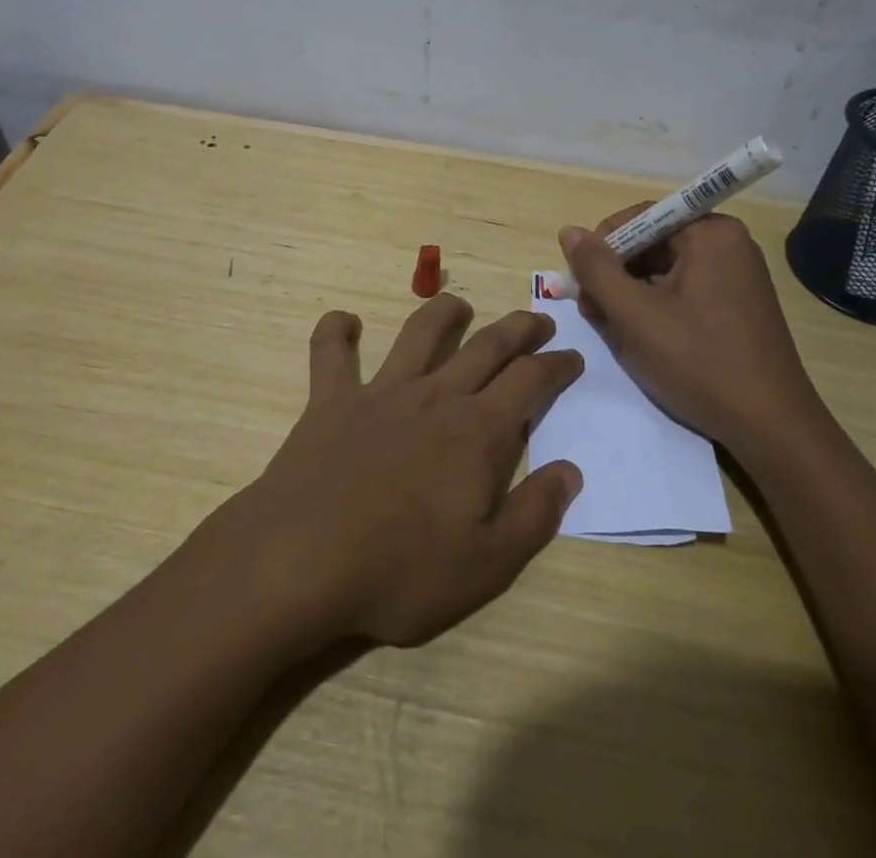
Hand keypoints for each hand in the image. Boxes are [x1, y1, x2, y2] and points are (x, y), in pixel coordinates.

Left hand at [231, 295, 584, 650]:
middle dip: (518, 329)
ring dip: (443, 312)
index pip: (530, 381)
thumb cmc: (400, 569)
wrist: (302, 560)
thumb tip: (570, 470)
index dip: (556, 365)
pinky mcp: (331, 399)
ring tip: (460, 306)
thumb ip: (535, 514)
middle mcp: (434, 396)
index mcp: (477, 432)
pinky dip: (336, 331)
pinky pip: (330, 353)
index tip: (572, 357)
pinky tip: (344, 322)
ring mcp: (380, 392)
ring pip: (419, 333)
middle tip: (538, 320)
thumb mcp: (487, 564)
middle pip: (486, 346)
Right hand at [558, 208, 818, 446]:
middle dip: (616, 274)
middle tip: (593, 312)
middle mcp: (728, 244)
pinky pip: (683, 290)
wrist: (771, 428)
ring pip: (664, 270)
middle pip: (652, 243)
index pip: (640, 217)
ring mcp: (735, 275)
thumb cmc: (699, 363)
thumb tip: (569, 232)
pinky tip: (642, 338)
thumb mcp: (635, 315)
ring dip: (631, 295)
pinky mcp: (736, 304)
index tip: (583, 282)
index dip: (604, 245)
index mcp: (711, 233)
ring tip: (614, 330)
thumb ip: (596, 269)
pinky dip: (656, 308)